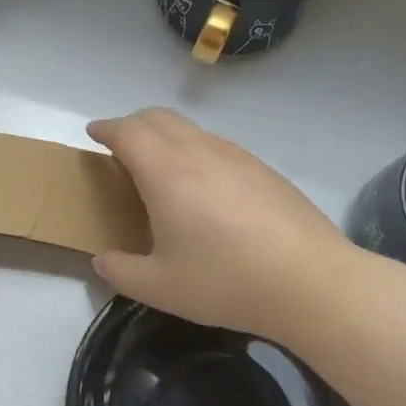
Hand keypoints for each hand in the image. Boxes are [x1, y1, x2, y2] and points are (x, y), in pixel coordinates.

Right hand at [87, 108, 354, 339]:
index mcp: (166, 171)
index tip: (93, 133)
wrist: (312, 282)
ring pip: (191, 129)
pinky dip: (195, 151)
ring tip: (160, 168)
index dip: (106, 128)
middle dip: (133, 124)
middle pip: (158, 118)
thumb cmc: (226, 281)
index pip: (127, 131)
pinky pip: (217, 146)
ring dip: (166, 137)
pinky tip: (204, 189)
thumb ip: (121, 272)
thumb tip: (103, 261)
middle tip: (120, 146)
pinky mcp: (263, 169)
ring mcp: (236, 156)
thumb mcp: (160, 288)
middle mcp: (199, 151)